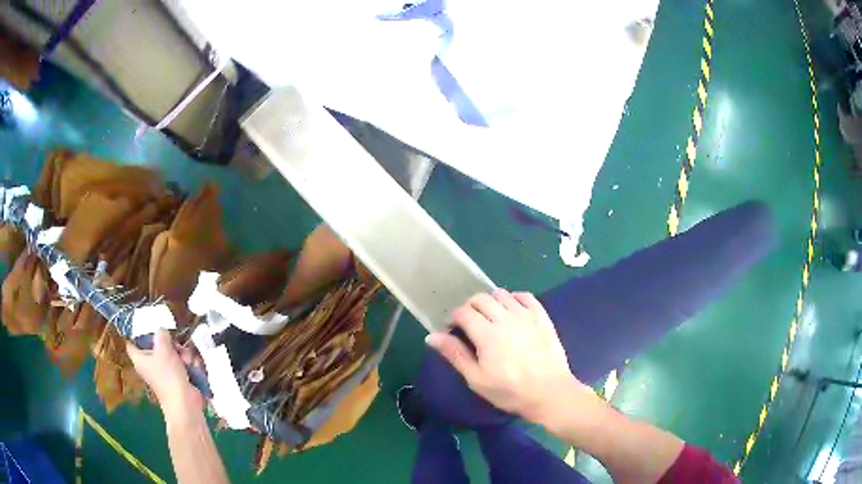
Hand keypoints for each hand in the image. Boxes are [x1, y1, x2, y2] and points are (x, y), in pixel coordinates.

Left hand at [126, 330, 202, 420]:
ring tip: (187, 361)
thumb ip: (161, 334)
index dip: (136, 334)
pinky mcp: (178, 378)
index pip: (131, 343)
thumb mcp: (163, 348)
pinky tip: (193, 368)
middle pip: (157, 346)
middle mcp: (150, 365)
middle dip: (169, 343)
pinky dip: (189, 365)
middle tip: (175, 345)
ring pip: (173, 354)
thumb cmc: (168, 376)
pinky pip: (182, 364)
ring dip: (183, 354)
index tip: (147, 327)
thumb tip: (161, 330)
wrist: (185, 403)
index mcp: (140, 359)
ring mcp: (165, 372)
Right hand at [426, 290, 592, 424]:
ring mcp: (526, 315)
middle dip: (469, 308)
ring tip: (490, 318)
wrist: (549, 393)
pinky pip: (525, 296)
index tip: (452, 332)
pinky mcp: (542, 317)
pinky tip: (512, 312)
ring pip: (502, 294)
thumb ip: (455, 354)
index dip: (453, 319)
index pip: (463, 312)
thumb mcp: (477, 379)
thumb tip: (431, 336)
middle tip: (469, 325)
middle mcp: (505, 318)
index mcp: (487, 334)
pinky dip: (514, 299)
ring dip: (490, 302)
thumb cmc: (510, 391)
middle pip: (480, 298)